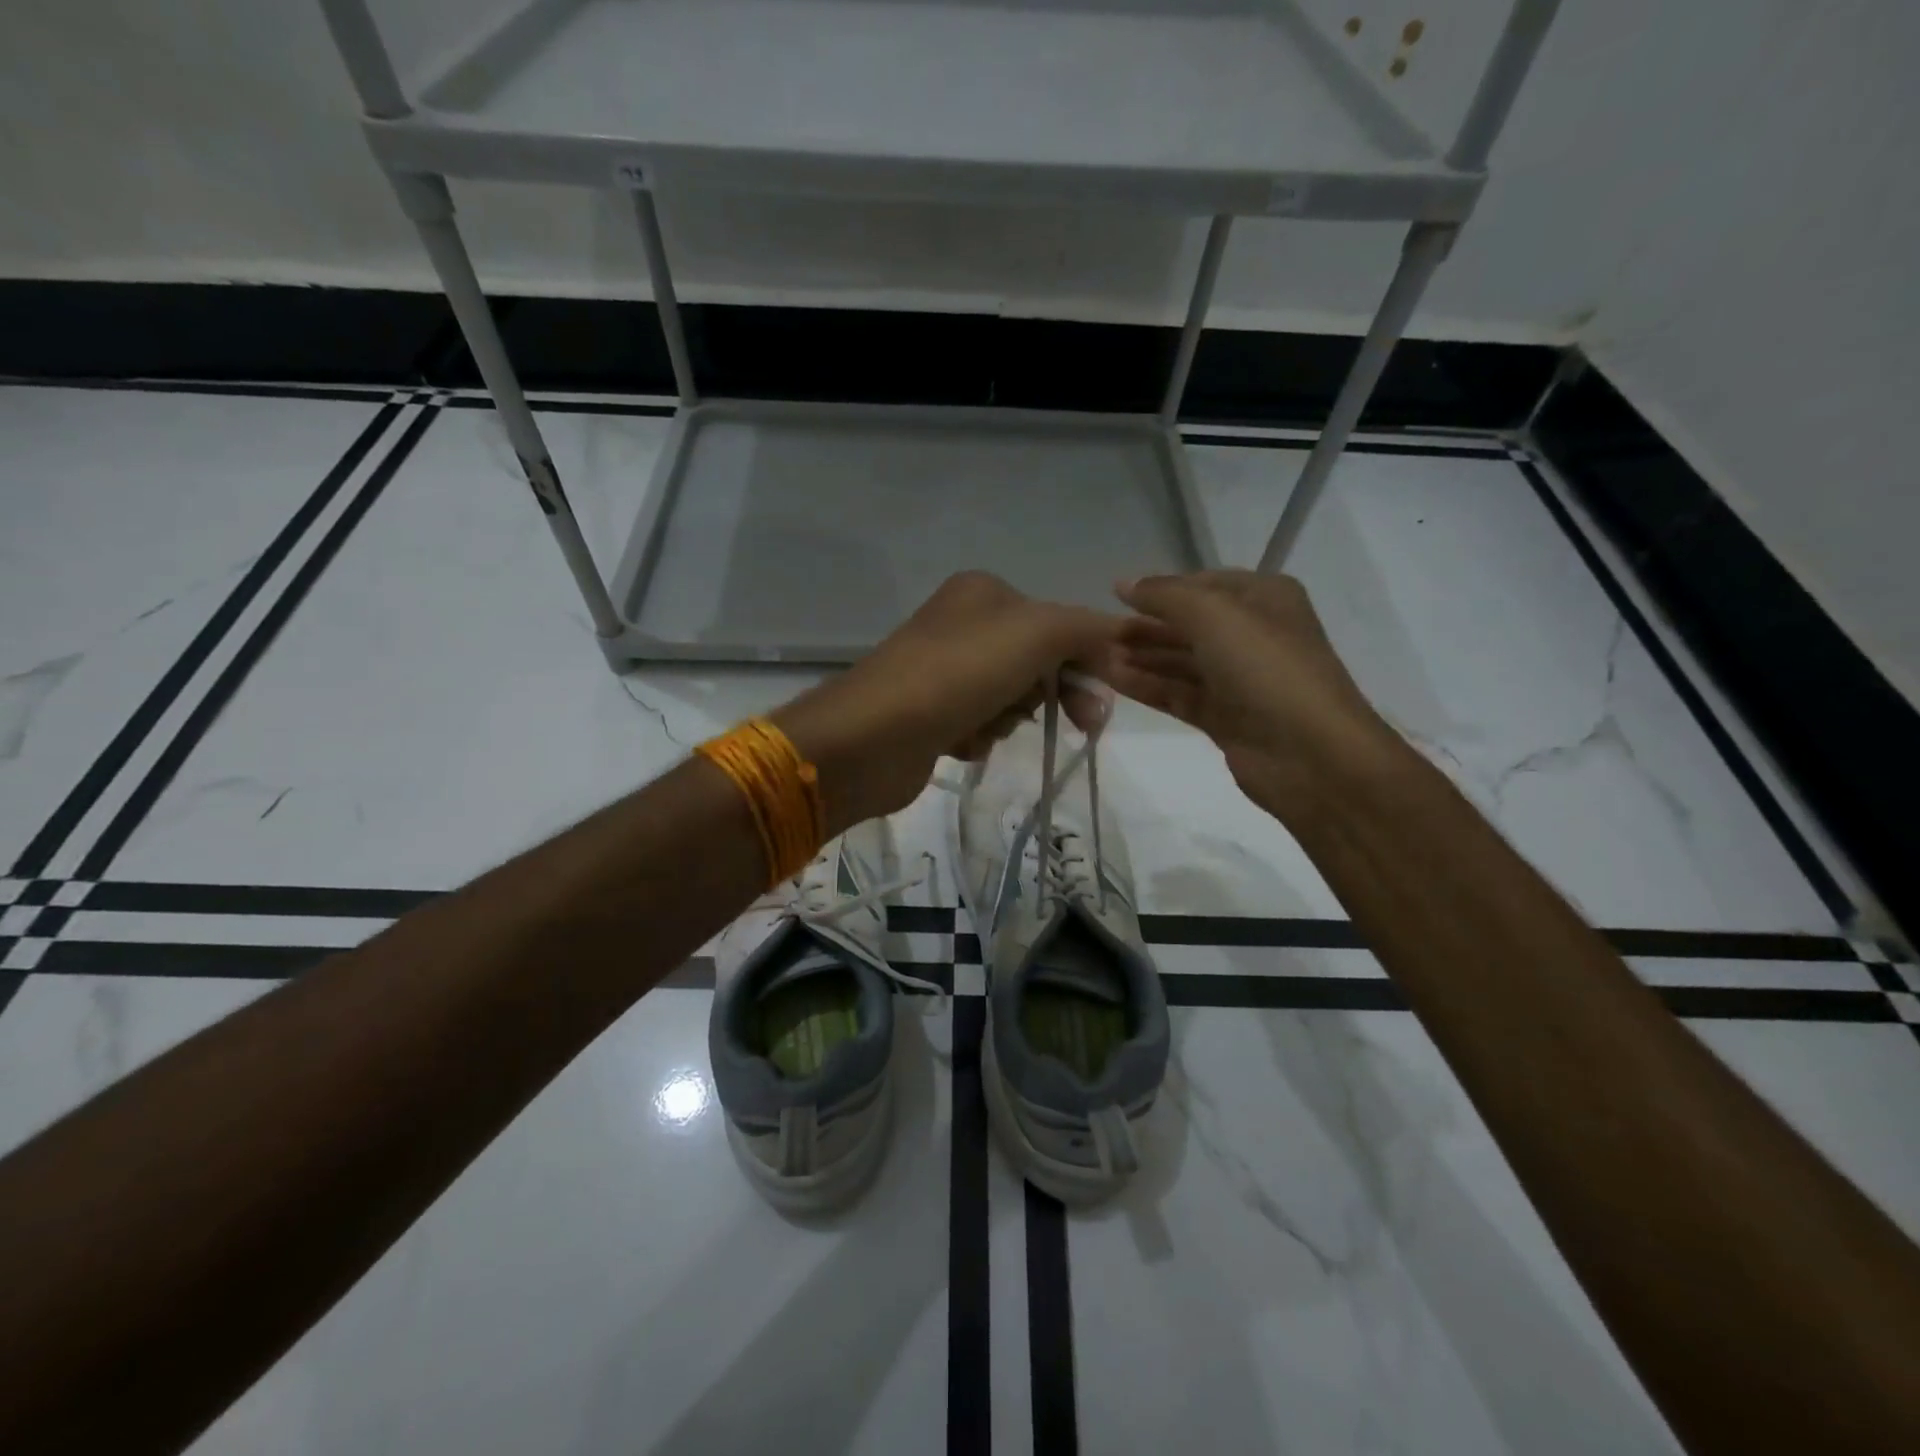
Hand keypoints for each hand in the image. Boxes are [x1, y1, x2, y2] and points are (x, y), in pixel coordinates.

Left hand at [773, 572, 1119, 832]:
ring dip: (1009, 717)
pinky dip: (980, 736)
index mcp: (984, 592)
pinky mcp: (929, 713)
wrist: (873, 736)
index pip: (1058, 623)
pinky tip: (960, 741)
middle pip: (1036, 662)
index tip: (1104, 701)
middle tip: (1083, 725)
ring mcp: (942, 671)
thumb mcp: (1037, 633)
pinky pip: (979, 725)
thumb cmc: (959, 673)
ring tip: (985, 725)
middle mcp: (962, 624)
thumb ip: (1087, 629)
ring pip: (1009, 698)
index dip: (1086, 661)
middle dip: (1051, 695)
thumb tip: (1120, 640)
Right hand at [1102, 571, 1408, 824]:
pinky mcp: (1225, 717)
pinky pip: (1179, 693)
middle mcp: (1253, 634)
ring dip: (1143, 657)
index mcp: (1264, 598)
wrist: (1309, 753)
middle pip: (1189, 625)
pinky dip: (1149, 686)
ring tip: (1098, 657)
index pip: (1203, 584)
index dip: (1161, 590)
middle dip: (1146, 627)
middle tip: (1099, 633)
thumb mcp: (1213, 614)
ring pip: (1181, 661)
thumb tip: (1122, 584)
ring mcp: (1239, 679)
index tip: (1116, 597)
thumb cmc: (1265, 667)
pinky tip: (1113, 680)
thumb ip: (1164, 596)